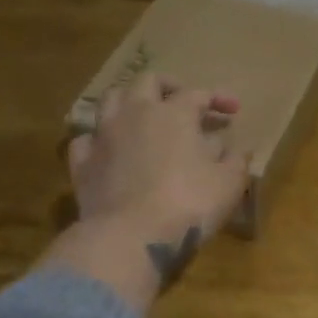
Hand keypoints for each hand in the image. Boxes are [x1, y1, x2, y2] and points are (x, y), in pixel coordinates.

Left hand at [69, 74, 248, 242]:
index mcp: (174, 113)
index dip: (217, 98)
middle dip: (167, 86)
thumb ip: (235, 161)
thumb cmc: (188, 204)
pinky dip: (99, 138)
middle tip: (181, 101)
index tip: (233, 110)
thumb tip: (233, 149)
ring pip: (110, 99)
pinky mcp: (82, 162)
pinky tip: (108, 148)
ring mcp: (103, 135)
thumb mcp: (228, 183)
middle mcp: (135, 113)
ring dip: (128, 101)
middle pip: (147, 81)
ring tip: (141, 116)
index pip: (198, 94)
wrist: (130, 236)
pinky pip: (85, 138)